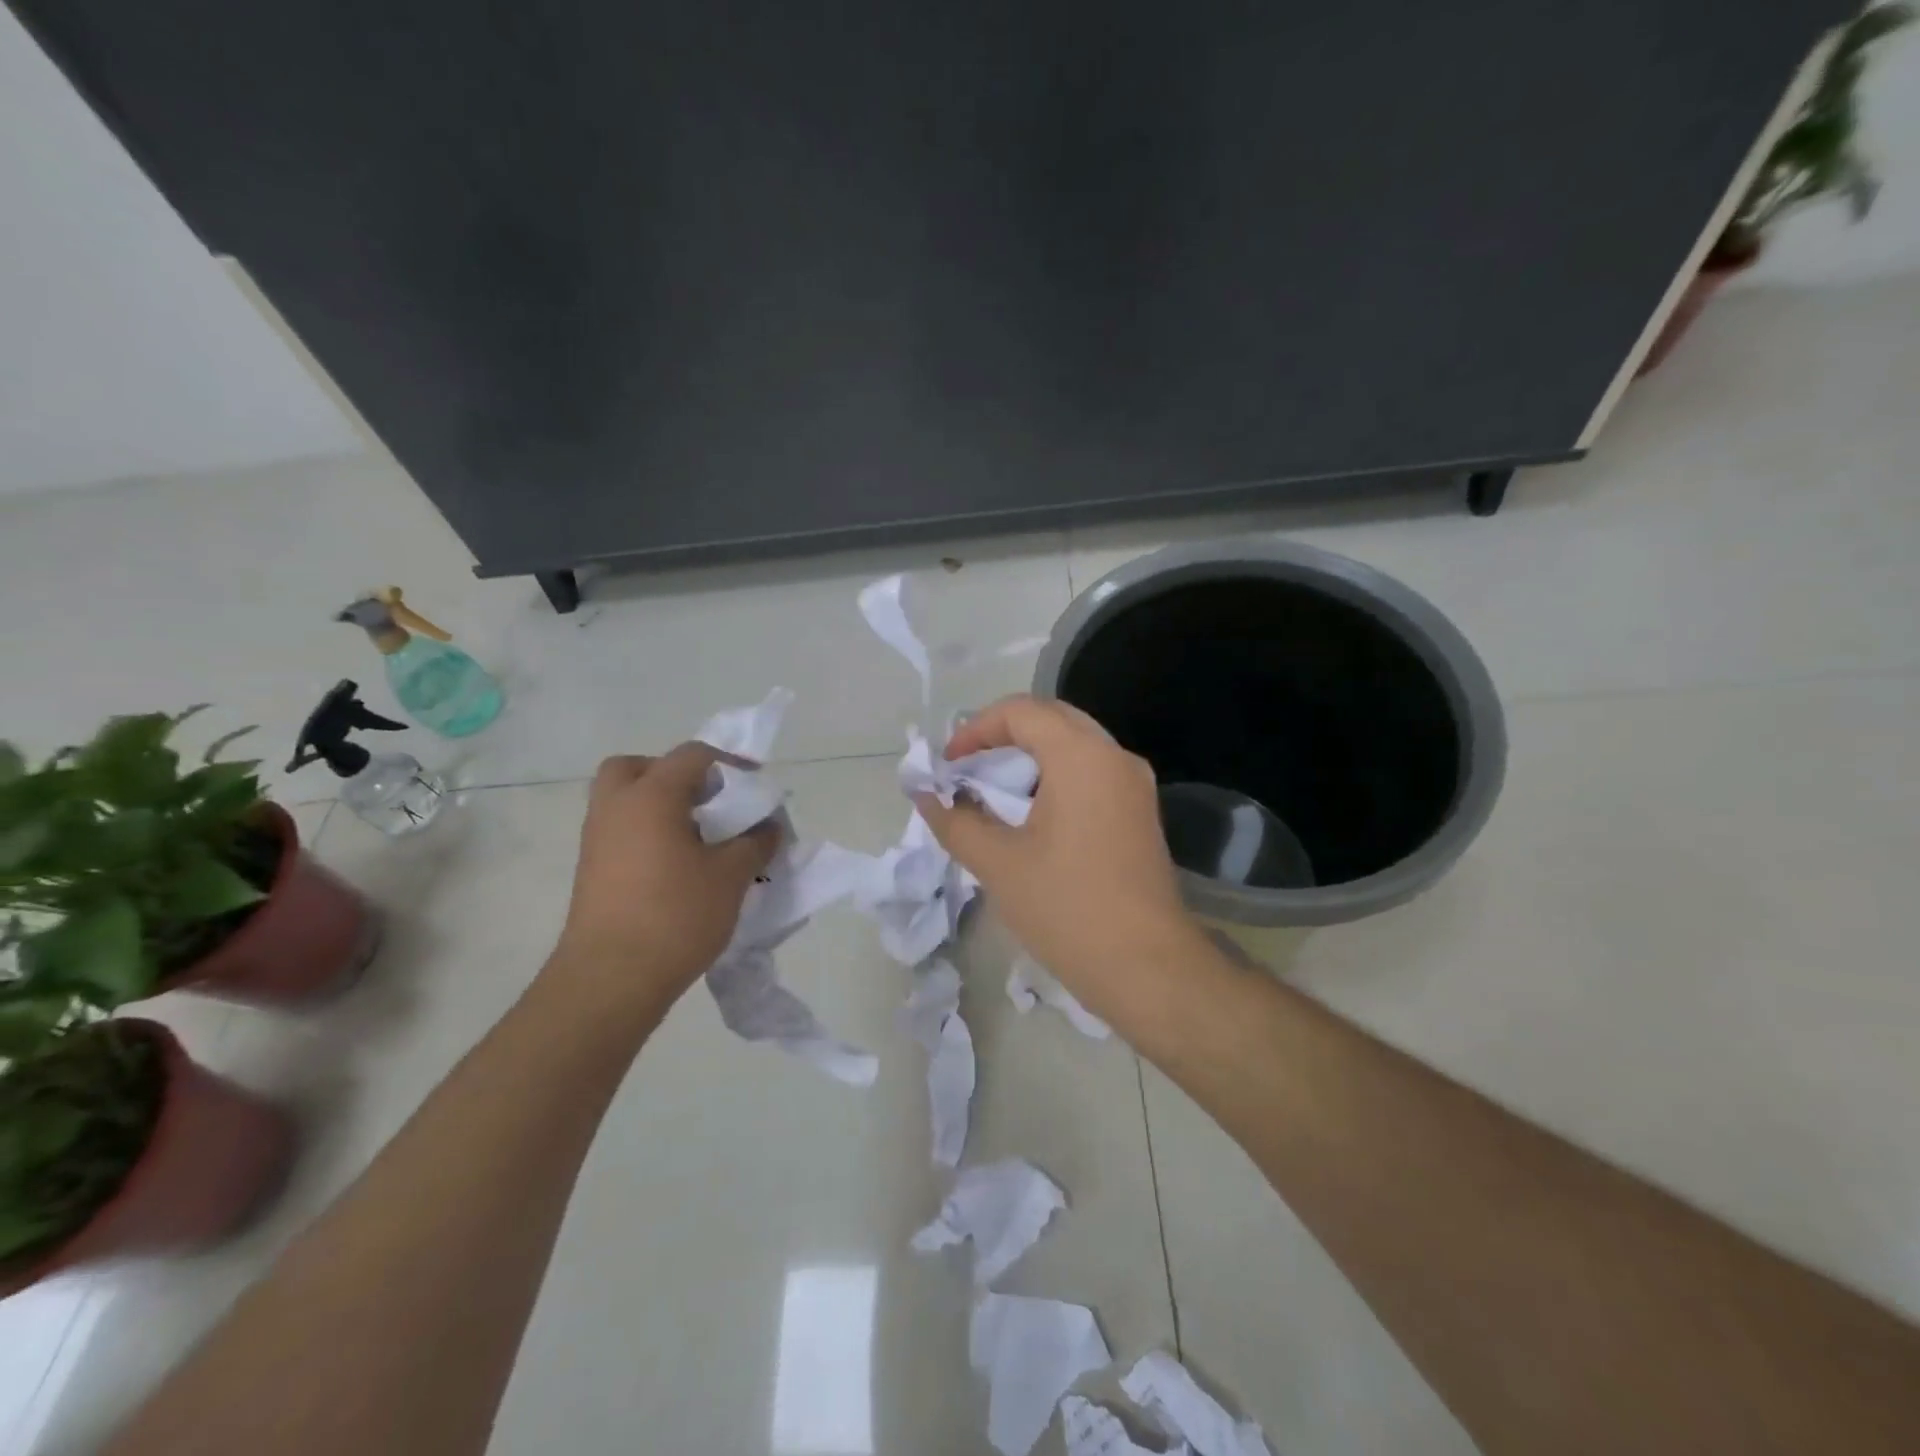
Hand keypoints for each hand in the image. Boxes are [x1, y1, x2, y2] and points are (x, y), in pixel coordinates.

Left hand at [548, 744, 777, 1012]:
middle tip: (706, 799)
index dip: (730, 762)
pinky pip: (620, 831)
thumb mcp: (731, 877)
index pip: (692, 756)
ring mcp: (597, 840)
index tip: (756, 783)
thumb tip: (768, 827)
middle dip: (674, 774)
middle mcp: (616, 808)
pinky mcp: (591, 871)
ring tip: (699, 836)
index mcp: (651, 796)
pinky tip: (678, 866)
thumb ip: (755, 843)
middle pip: (637, 767)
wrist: (610, 980)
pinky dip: (647, 833)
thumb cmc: (675, 916)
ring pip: (624, 801)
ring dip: (659, 805)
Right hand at [915, 695, 1202, 1018]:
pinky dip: (1055, 777)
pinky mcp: (1140, 812)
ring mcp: (1134, 784)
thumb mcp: (998, 863)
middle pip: (1052, 720)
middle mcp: (1115, 757)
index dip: (976, 729)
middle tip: (968, 767)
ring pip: (1075, 745)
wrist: (1146, 965)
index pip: (1022, 712)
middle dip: (1003, 735)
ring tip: (993, 789)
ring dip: (1030, 756)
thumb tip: (927, 796)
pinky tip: (1031, 814)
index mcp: (1082, 756)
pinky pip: (1092, 773)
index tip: (948, 764)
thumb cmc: (1067, 907)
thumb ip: (955, 821)